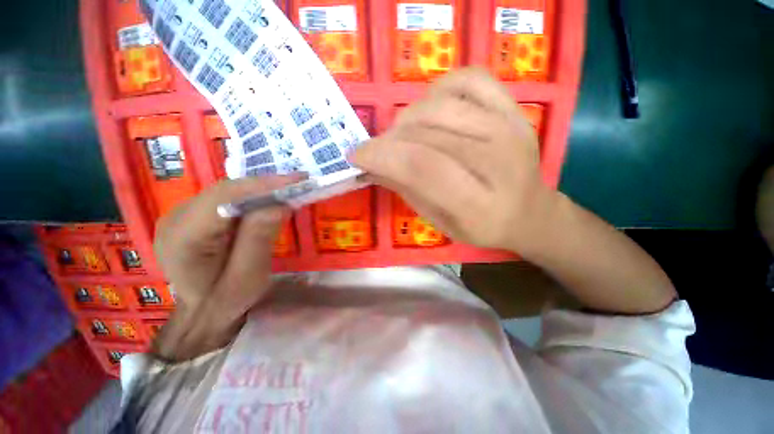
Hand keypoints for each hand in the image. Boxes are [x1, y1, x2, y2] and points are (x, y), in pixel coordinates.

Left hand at [154, 175, 301, 320]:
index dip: (262, 185)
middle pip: (226, 191)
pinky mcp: (194, 215)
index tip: (297, 181)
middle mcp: (177, 217)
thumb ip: (259, 239)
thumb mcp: (249, 276)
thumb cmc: (226, 300)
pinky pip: (228, 199)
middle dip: (266, 186)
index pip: (224, 198)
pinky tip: (271, 200)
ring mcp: (183, 214)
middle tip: (300, 184)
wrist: (202, 313)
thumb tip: (280, 205)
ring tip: (291, 190)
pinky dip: (253, 197)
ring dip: (262, 190)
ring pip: (228, 191)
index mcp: (183, 236)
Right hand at [352, 67, 555, 251]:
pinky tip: (431, 110)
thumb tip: (375, 164)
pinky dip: (439, 89)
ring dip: (408, 118)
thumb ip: (408, 191)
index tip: (357, 155)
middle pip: (428, 134)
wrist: (529, 211)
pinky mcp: (515, 110)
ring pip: (441, 104)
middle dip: (390, 139)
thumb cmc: (482, 226)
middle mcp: (498, 162)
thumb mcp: (439, 223)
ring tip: (403, 135)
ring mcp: (511, 128)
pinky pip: (469, 79)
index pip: (423, 168)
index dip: (383, 156)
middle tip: (379, 150)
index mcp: (479, 205)